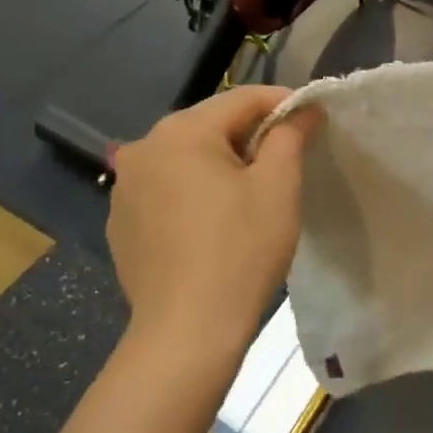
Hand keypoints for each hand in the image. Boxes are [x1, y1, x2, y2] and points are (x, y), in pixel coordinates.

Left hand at [108, 87, 320, 355]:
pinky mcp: (120, 224)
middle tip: (285, 162)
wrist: (187, 332)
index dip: (282, 104)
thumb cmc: (241, 250)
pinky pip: (165, 192)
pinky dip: (192, 195)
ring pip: (185, 160)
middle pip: (210, 127)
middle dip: (249, 137)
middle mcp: (143, 148)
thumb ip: (290, 136)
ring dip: (218, 166)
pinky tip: (211, 226)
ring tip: (248, 197)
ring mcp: (124, 188)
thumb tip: (304, 108)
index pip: (242, 99)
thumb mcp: (278, 187)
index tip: (312, 119)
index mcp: (181, 131)